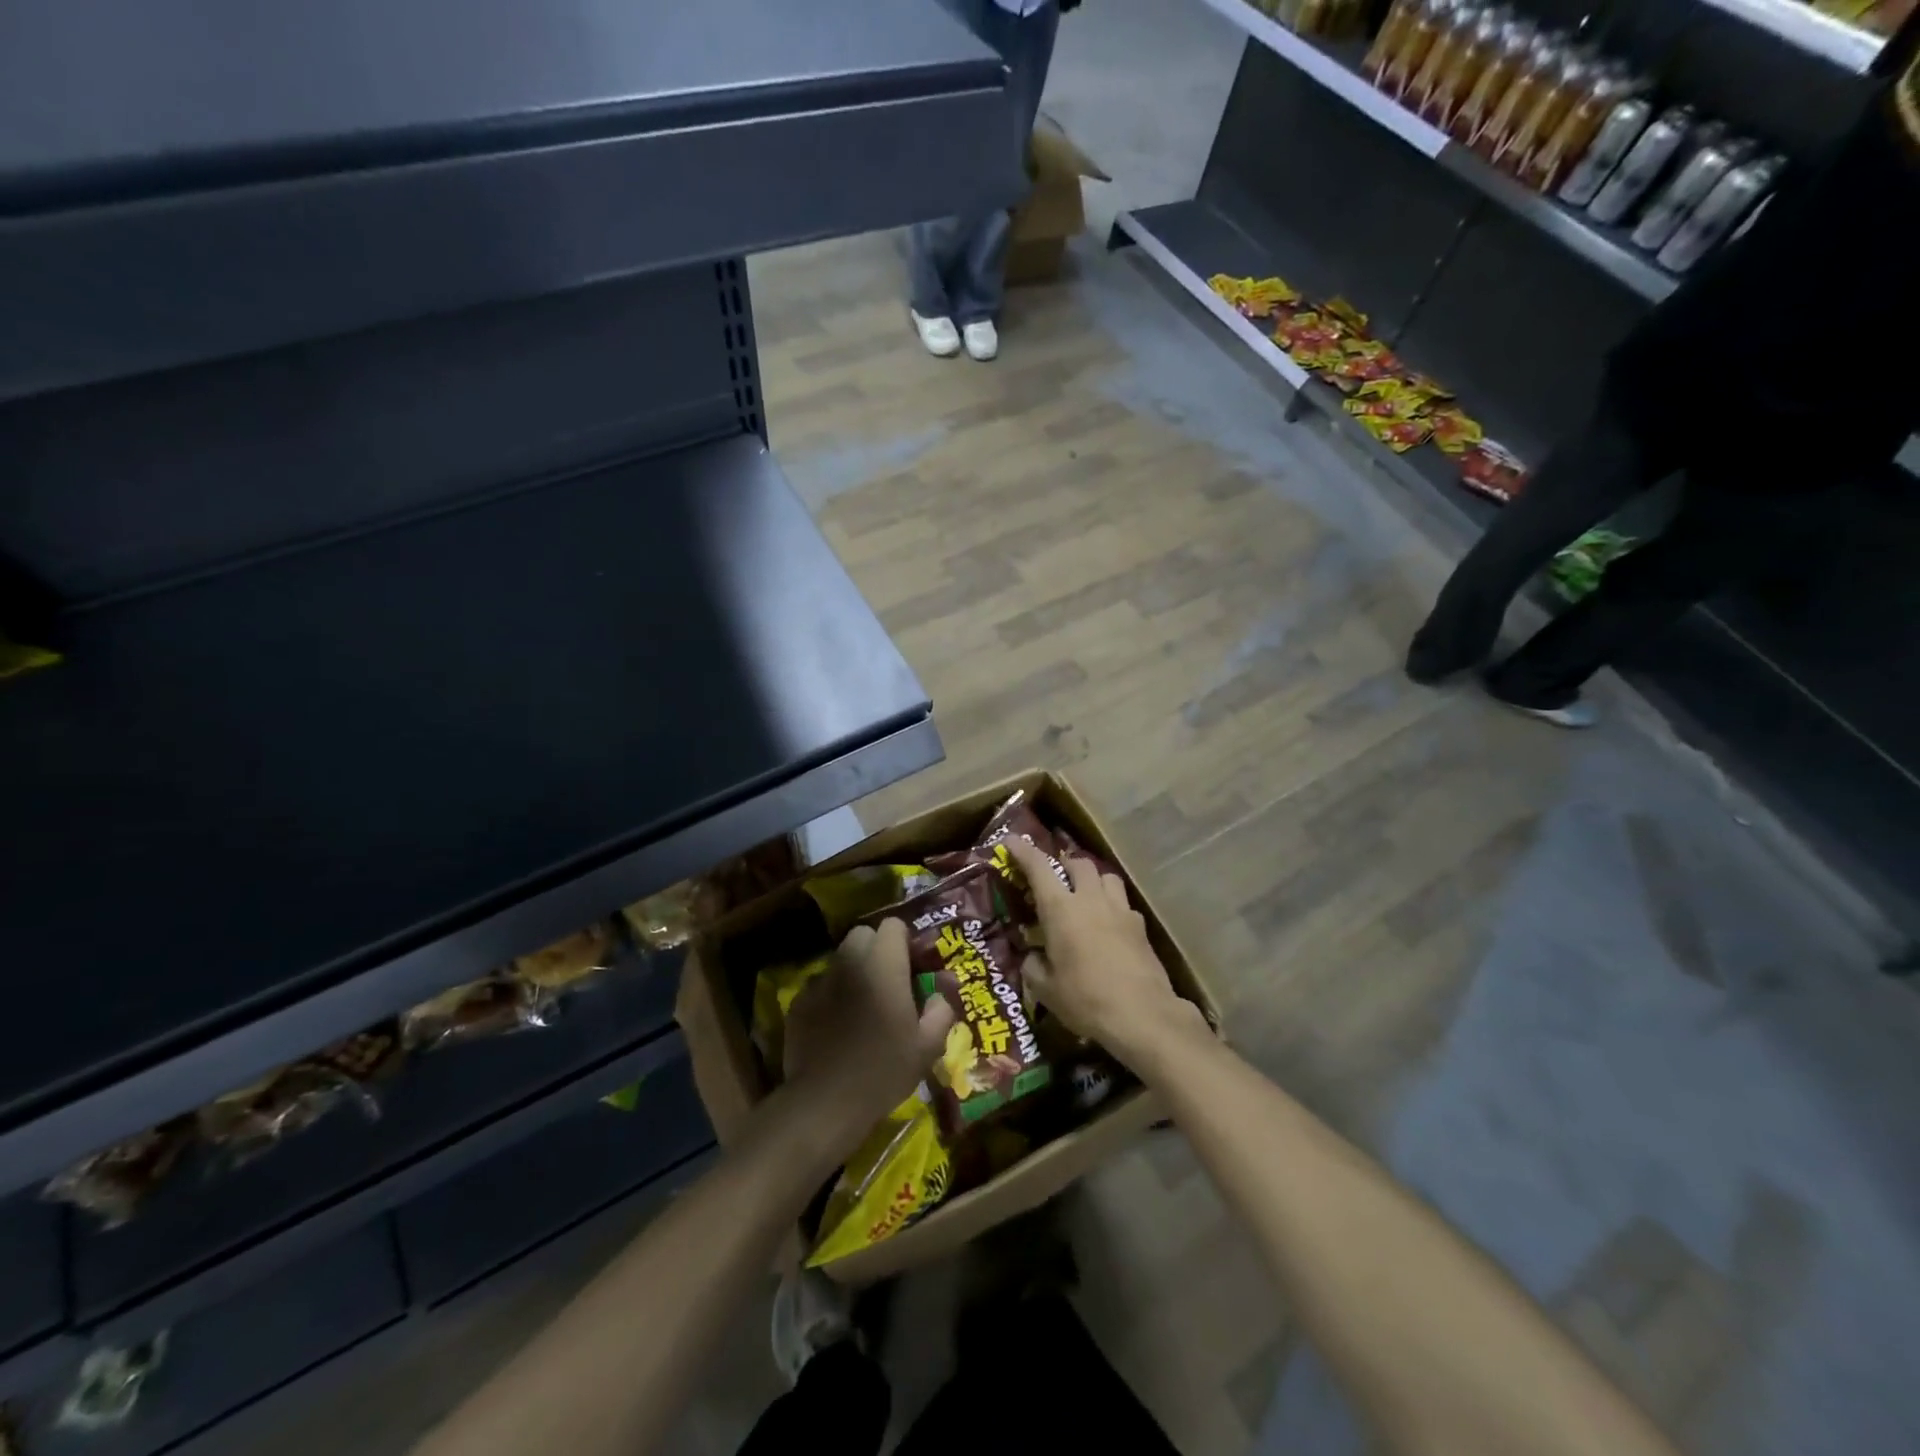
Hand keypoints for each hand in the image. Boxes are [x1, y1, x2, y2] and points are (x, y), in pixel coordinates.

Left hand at [782, 920, 954, 1141]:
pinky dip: (831, 995)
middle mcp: (849, 961)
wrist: (825, 1102)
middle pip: (863, 935)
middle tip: (890, 982)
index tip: (914, 967)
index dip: (906, 941)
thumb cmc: (884, 1069)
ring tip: (863, 1005)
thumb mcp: (927, 1045)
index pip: (893, 925)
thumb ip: (941, 1009)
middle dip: (877, 950)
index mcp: (883, 963)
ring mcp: (819, 980)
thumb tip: (944, 989)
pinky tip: (837, 1025)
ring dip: (854, 971)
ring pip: (840, 959)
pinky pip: (820, 986)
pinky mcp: (798, 1003)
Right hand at [1007, 838, 1205, 1068]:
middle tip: (1055, 879)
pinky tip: (1109, 925)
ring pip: (1106, 876)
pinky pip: (1123, 903)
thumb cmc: (1086, 1000)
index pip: (1039, 868)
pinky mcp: (1140, 926)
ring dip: (1093, 879)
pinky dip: (1112, 906)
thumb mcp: (1047, 990)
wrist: (1142, 1015)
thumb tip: (1032, 958)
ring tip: (1085, 895)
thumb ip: (1034, 967)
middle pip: (1079, 863)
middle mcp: (1091, 900)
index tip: (1011, 841)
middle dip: (1064, 865)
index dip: (1023, 851)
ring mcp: (1120, 910)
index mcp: (1061, 909)